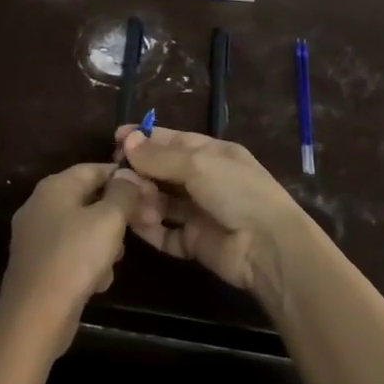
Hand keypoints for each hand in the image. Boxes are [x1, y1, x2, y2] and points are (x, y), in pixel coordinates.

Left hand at [0, 163, 157, 353]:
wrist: (35, 317)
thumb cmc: (74, 258)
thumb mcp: (108, 220)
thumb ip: (123, 193)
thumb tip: (129, 175)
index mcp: (55, 186)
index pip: (95, 169)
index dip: (124, 178)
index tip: (149, 193)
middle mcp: (40, 205)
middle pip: (88, 198)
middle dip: (116, 214)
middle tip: (140, 228)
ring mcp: (35, 236)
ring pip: (82, 228)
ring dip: (104, 242)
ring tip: (114, 261)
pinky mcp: (36, 265)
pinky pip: (70, 253)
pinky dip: (86, 263)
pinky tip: (97, 283)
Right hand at [115, 126, 310, 300]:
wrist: (267, 246)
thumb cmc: (236, 191)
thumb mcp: (198, 164)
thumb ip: (160, 156)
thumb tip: (127, 141)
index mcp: (212, 153)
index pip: (172, 140)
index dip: (145, 138)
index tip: (115, 138)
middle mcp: (205, 180)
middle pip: (164, 171)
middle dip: (140, 170)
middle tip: (115, 174)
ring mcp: (200, 212)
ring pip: (162, 201)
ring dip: (143, 199)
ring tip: (125, 199)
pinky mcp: (194, 242)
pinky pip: (166, 233)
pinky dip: (150, 229)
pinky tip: (133, 223)